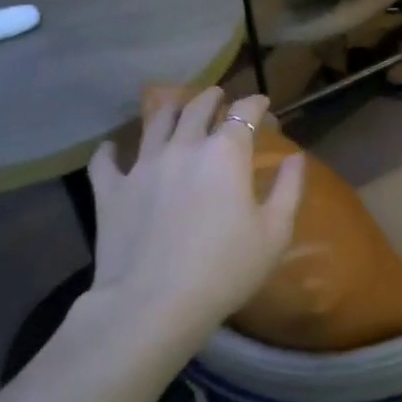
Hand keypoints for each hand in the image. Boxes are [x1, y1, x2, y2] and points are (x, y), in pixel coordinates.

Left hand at [83, 88, 302, 336]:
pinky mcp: (110, 191)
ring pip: (155, 123)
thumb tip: (295, 157)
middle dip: (212, 98)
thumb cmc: (225, 269)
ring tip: (175, 106)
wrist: (153, 305)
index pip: (244, 111)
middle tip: (219, 96)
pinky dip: (110, 150)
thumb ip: (289, 188)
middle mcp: (183, 147)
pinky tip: (112, 148)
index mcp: (225, 153)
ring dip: (169, 109)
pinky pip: (105, 161)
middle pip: (197, 108)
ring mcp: (142, 166)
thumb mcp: (275, 232)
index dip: (256, 104)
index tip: (264, 106)